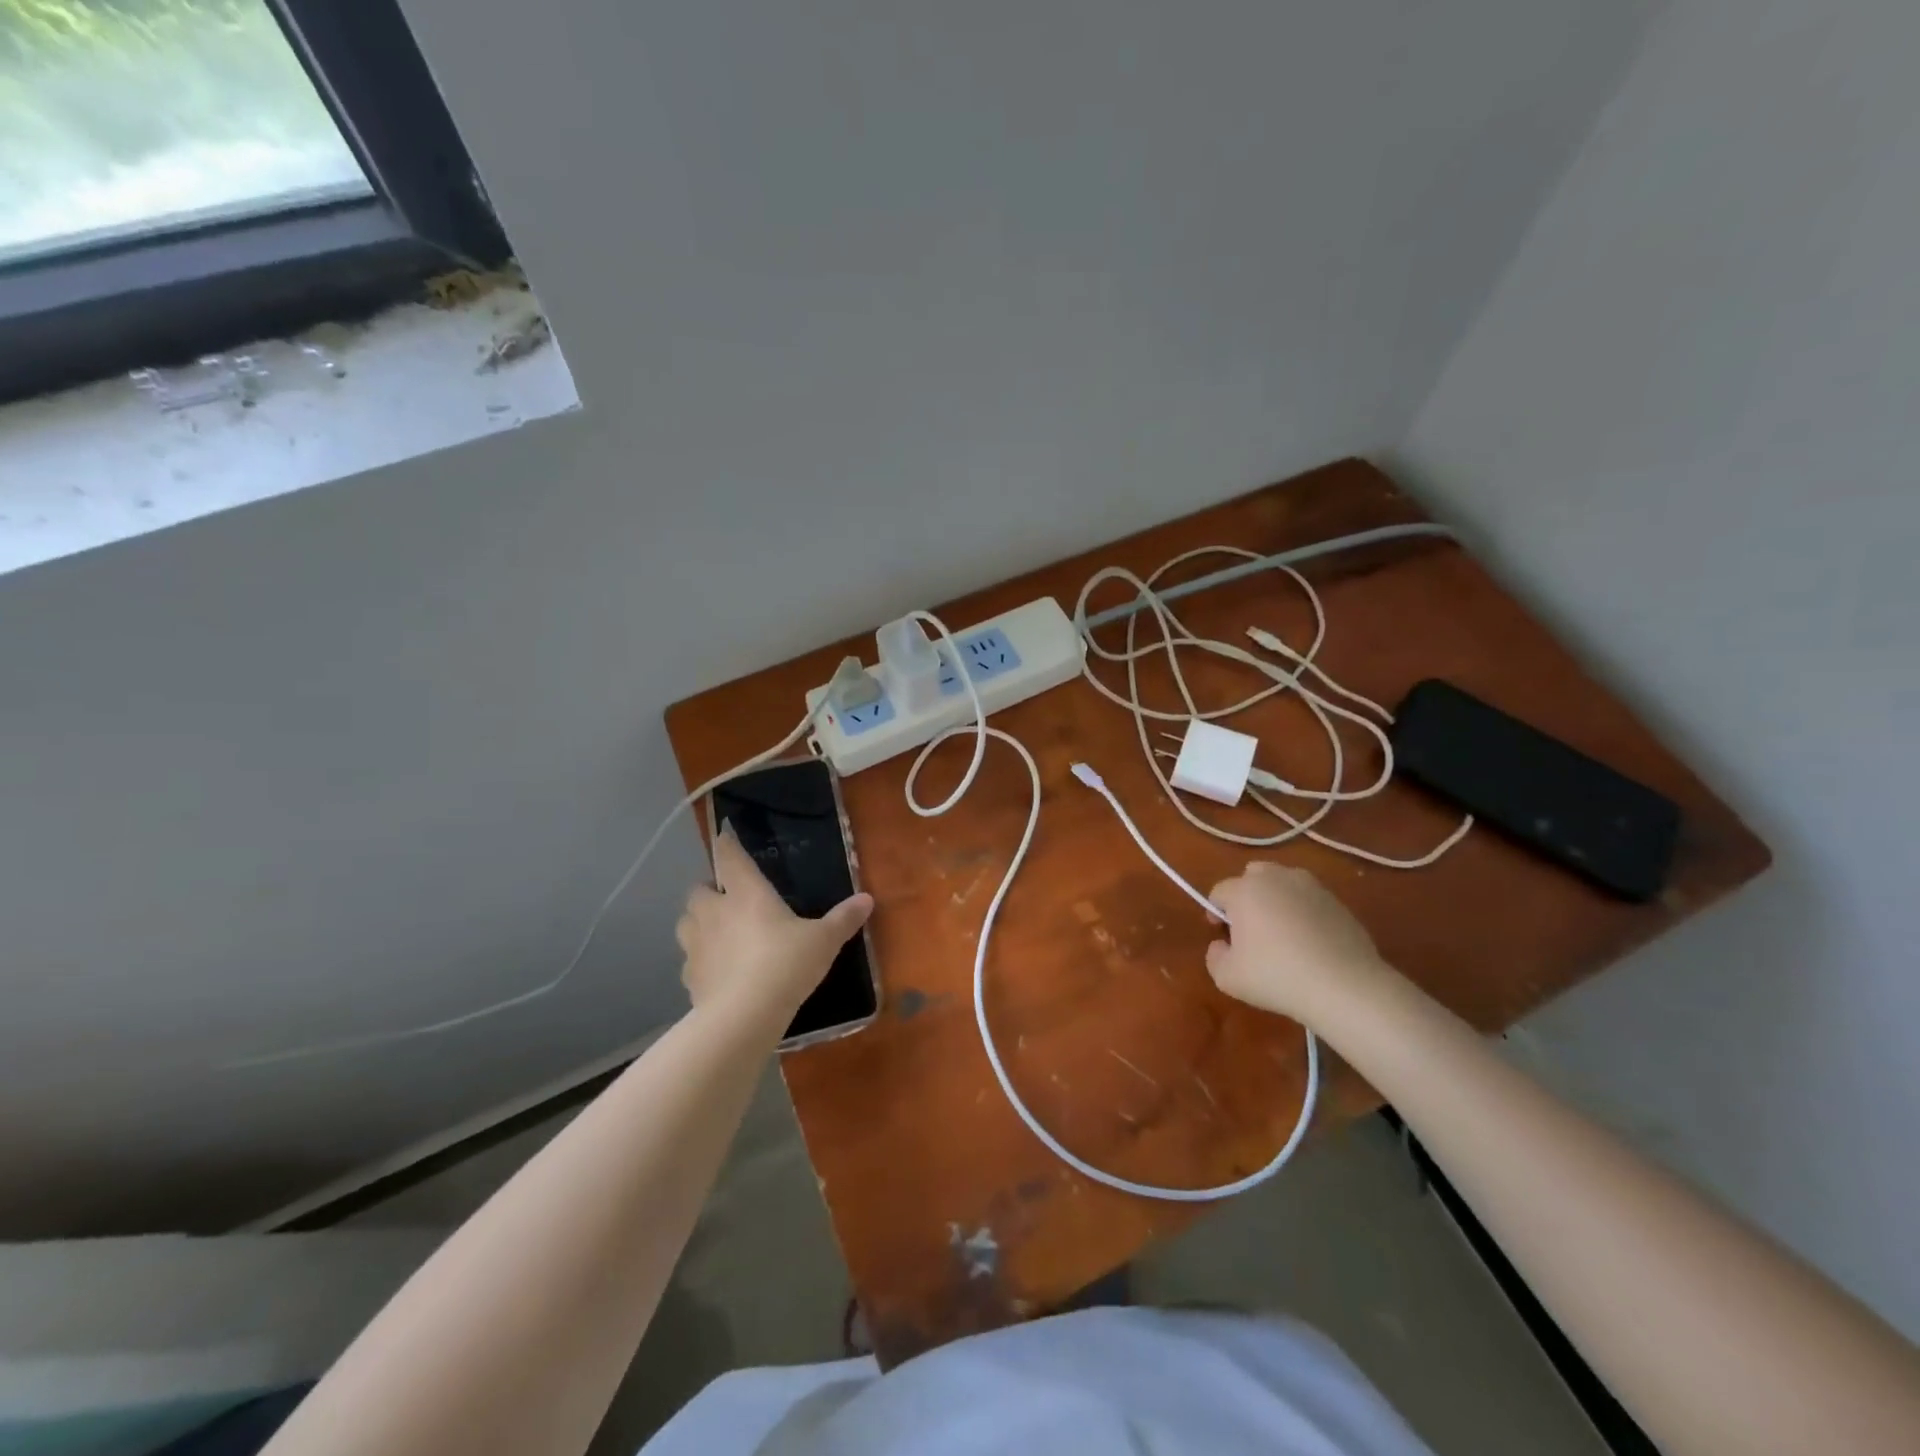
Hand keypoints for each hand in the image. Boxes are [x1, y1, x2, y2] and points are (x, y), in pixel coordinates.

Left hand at [676, 826, 873, 1028]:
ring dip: (698, 921)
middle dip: (710, 889)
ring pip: (686, 922)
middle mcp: (715, 911)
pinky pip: (690, 960)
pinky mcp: (689, 976)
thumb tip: (867, 899)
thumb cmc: (786, 964)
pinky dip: (700, 959)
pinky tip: (717, 970)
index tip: (725, 837)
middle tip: (728, 898)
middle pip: (699, 889)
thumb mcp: (824, 941)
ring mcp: (697, 944)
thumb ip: (843, 919)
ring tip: (717, 931)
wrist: (744, 1016)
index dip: (726, 844)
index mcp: (746, 893)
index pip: (730, 857)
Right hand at [1204, 862, 1393, 1023]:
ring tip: (1283, 934)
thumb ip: (1214, 956)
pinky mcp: (1338, 901)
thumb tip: (1222, 944)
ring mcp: (1311, 886)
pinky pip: (1309, 900)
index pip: (1219, 891)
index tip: (1223, 937)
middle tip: (1251, 929)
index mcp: (1245, 890)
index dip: (1215, 913)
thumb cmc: (1277, 977)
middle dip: (1246, 896)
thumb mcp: (1228, 977)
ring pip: (1284, 883)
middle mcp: (1276, 878)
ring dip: (1276, 900)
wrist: (1345, 986)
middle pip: (1252, 875)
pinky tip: (1310, 943)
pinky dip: (1304, 913)